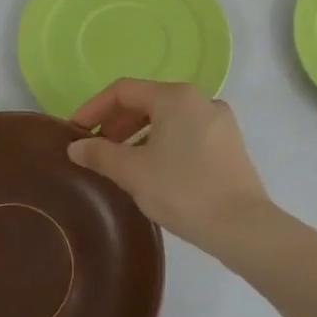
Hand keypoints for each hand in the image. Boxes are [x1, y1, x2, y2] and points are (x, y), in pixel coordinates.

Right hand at [67, 80, 270, 247]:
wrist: (242, 226)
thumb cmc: (183, 191)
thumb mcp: (134, 172)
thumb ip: (101, 155)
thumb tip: (76, 147)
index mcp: (176, 97)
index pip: (123, 90)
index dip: (94, 108)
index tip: (74, 132)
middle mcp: (201, 100)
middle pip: (148, 100)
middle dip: (117, 122)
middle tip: (96, 148)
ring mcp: (219, 121)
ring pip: (169, 118)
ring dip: (139, 134)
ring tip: (121, 162)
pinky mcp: (229, 144)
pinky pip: (187, 133)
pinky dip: (163, 143)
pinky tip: (153, 169)